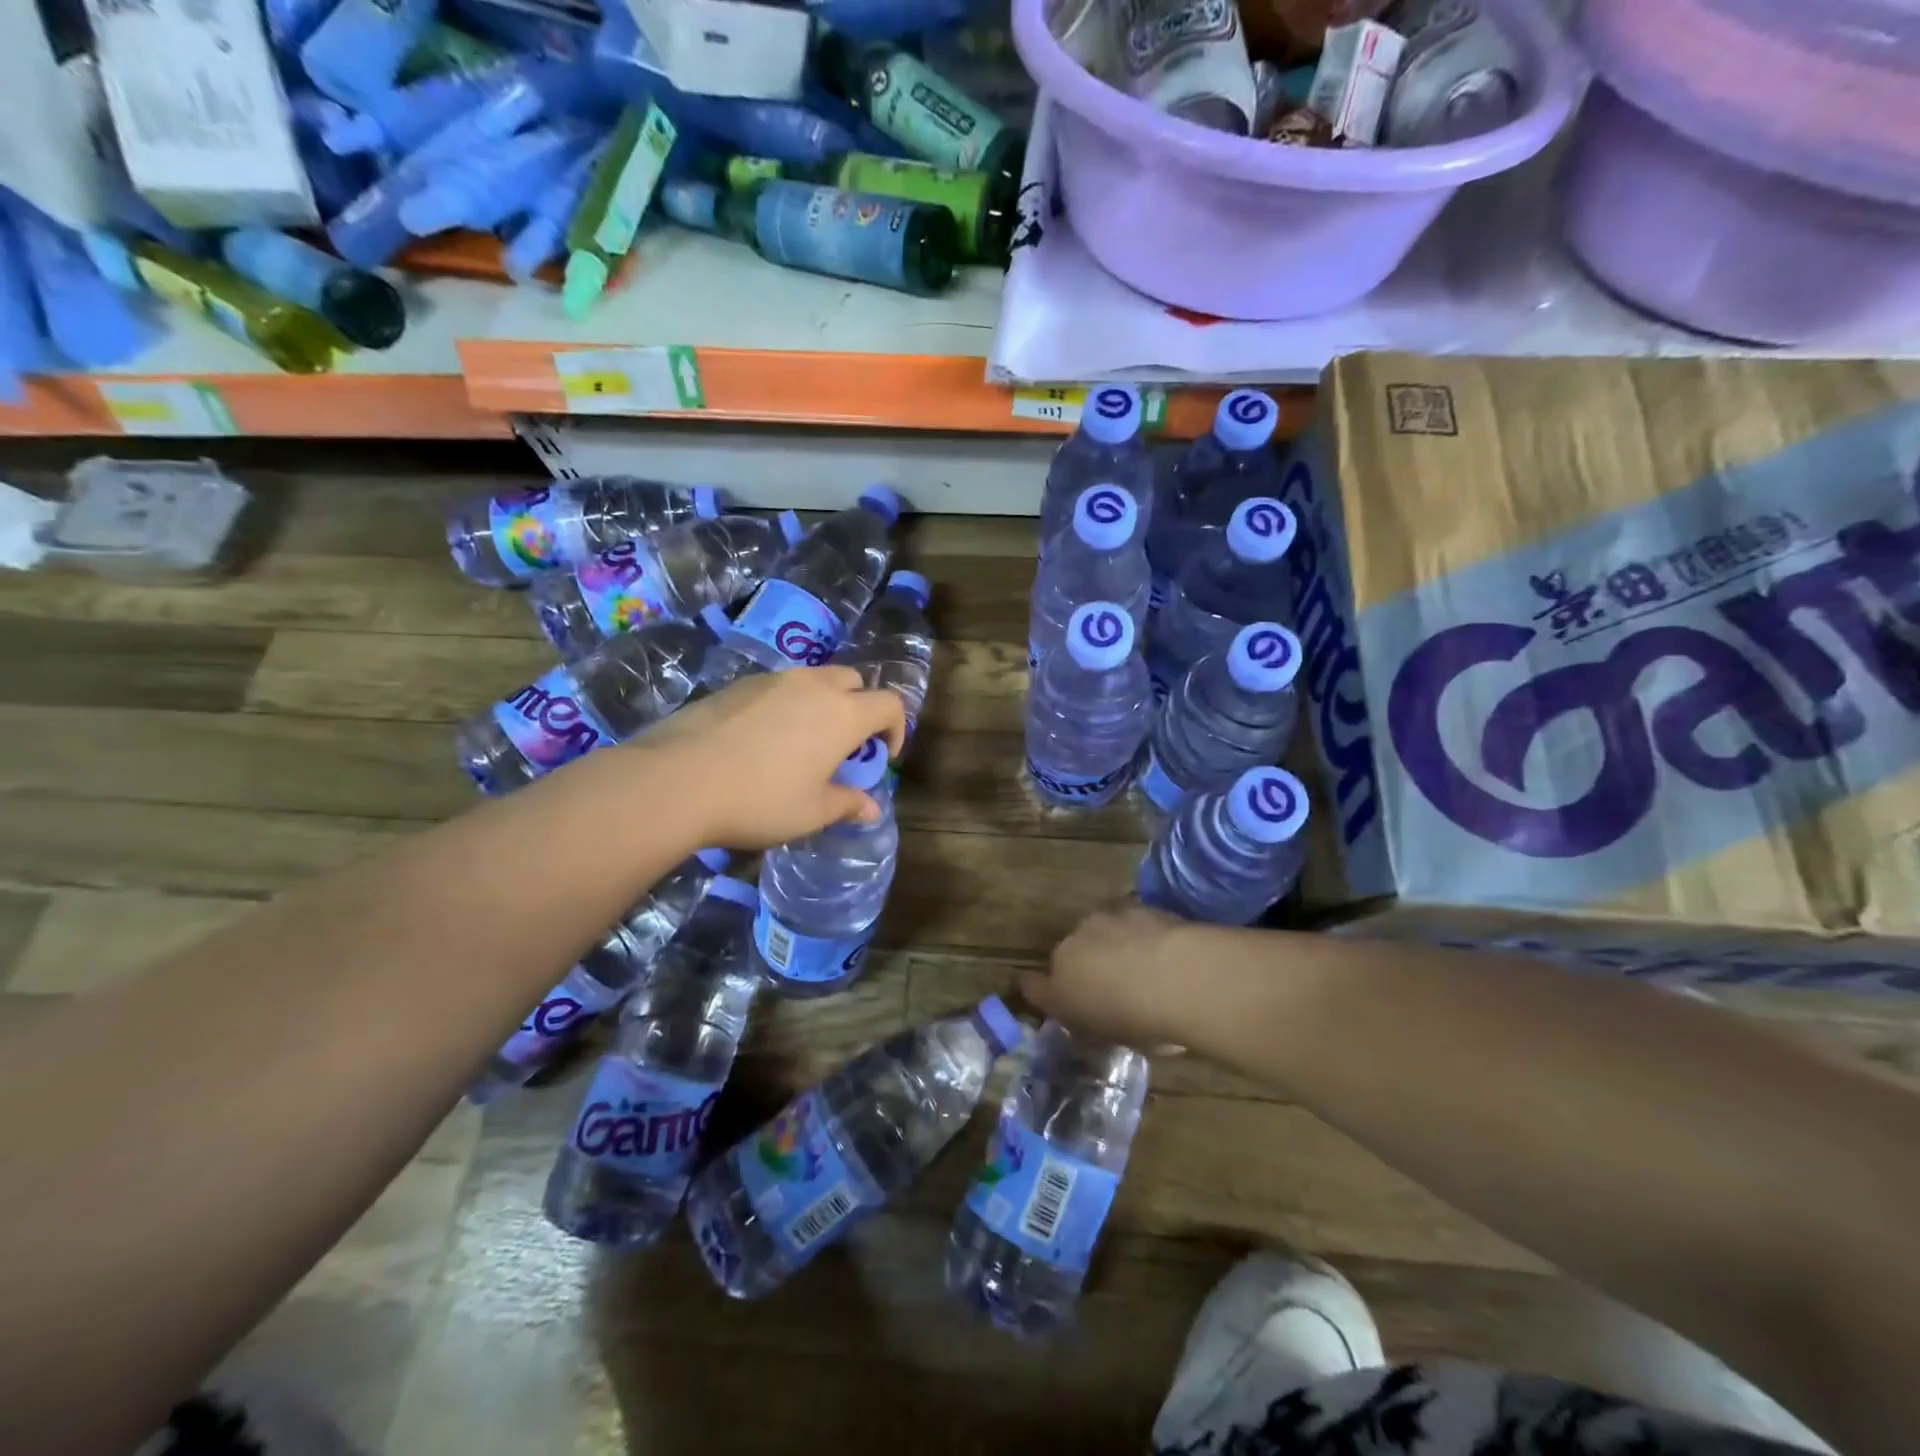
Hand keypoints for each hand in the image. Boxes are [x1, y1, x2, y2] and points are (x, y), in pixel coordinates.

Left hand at [629, 667, 906, 848]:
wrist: (679, 780)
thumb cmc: (761, 800)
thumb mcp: (812, 812)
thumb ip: (847, 804)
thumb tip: (871, 807)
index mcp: (843, 714)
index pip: (890, 704)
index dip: (896, 729)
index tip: (883, 757)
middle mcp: (814, 685)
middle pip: (853, 681)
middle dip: (860, 707)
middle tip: (845, 745)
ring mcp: (773, 680)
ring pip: (814, 679)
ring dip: (822, 703)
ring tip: (803, 742)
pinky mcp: (738, 685)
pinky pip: (778, 687)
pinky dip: (786, 705)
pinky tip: (762, 740)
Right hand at [1020, 902, 1204, 1049]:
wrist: (1177, 978)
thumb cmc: (1131, 1018)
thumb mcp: (1102, 1035)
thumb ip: (1086, 1020)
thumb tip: (1083, 1013)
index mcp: (1058, 975)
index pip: (1037, 983)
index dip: (1047, 990)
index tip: (1056, 997)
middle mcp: (1076, 940)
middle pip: (1074, 953)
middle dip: (1087, 965)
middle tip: (1111, 988)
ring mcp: (1110, 920)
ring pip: (1105, 934)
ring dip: (1115, 947)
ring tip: (1142, 969)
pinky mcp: (1143, 908)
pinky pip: (1136, 925)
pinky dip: (1143, 936)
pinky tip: (1164, 954)